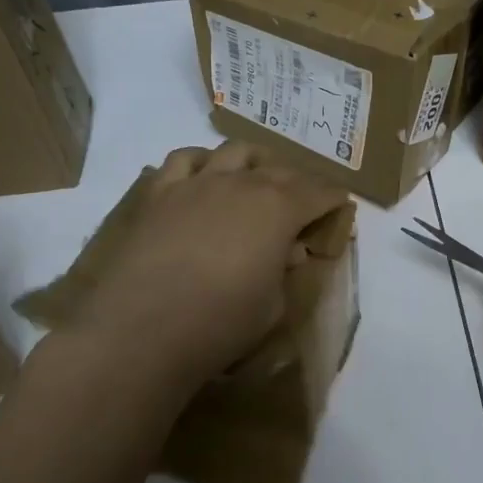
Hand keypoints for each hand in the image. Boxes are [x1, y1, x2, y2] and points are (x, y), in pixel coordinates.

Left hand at [73, 143, 347, 392]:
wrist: (141, 330)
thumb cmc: (220, 324)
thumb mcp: (273, 306)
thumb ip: (284, 271)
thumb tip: (290, 251)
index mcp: (278, 209)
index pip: (318, 192)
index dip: (333, 198)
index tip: (340, 205)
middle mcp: (241, 183)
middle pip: (280, 169)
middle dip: (299, 181)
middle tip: (304, 200)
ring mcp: (197, 183)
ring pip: (234, 152)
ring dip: (253, 162)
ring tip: (256, 178)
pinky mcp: (159, 193)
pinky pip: (183, 159)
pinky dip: (202, 161)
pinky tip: (204, 177)